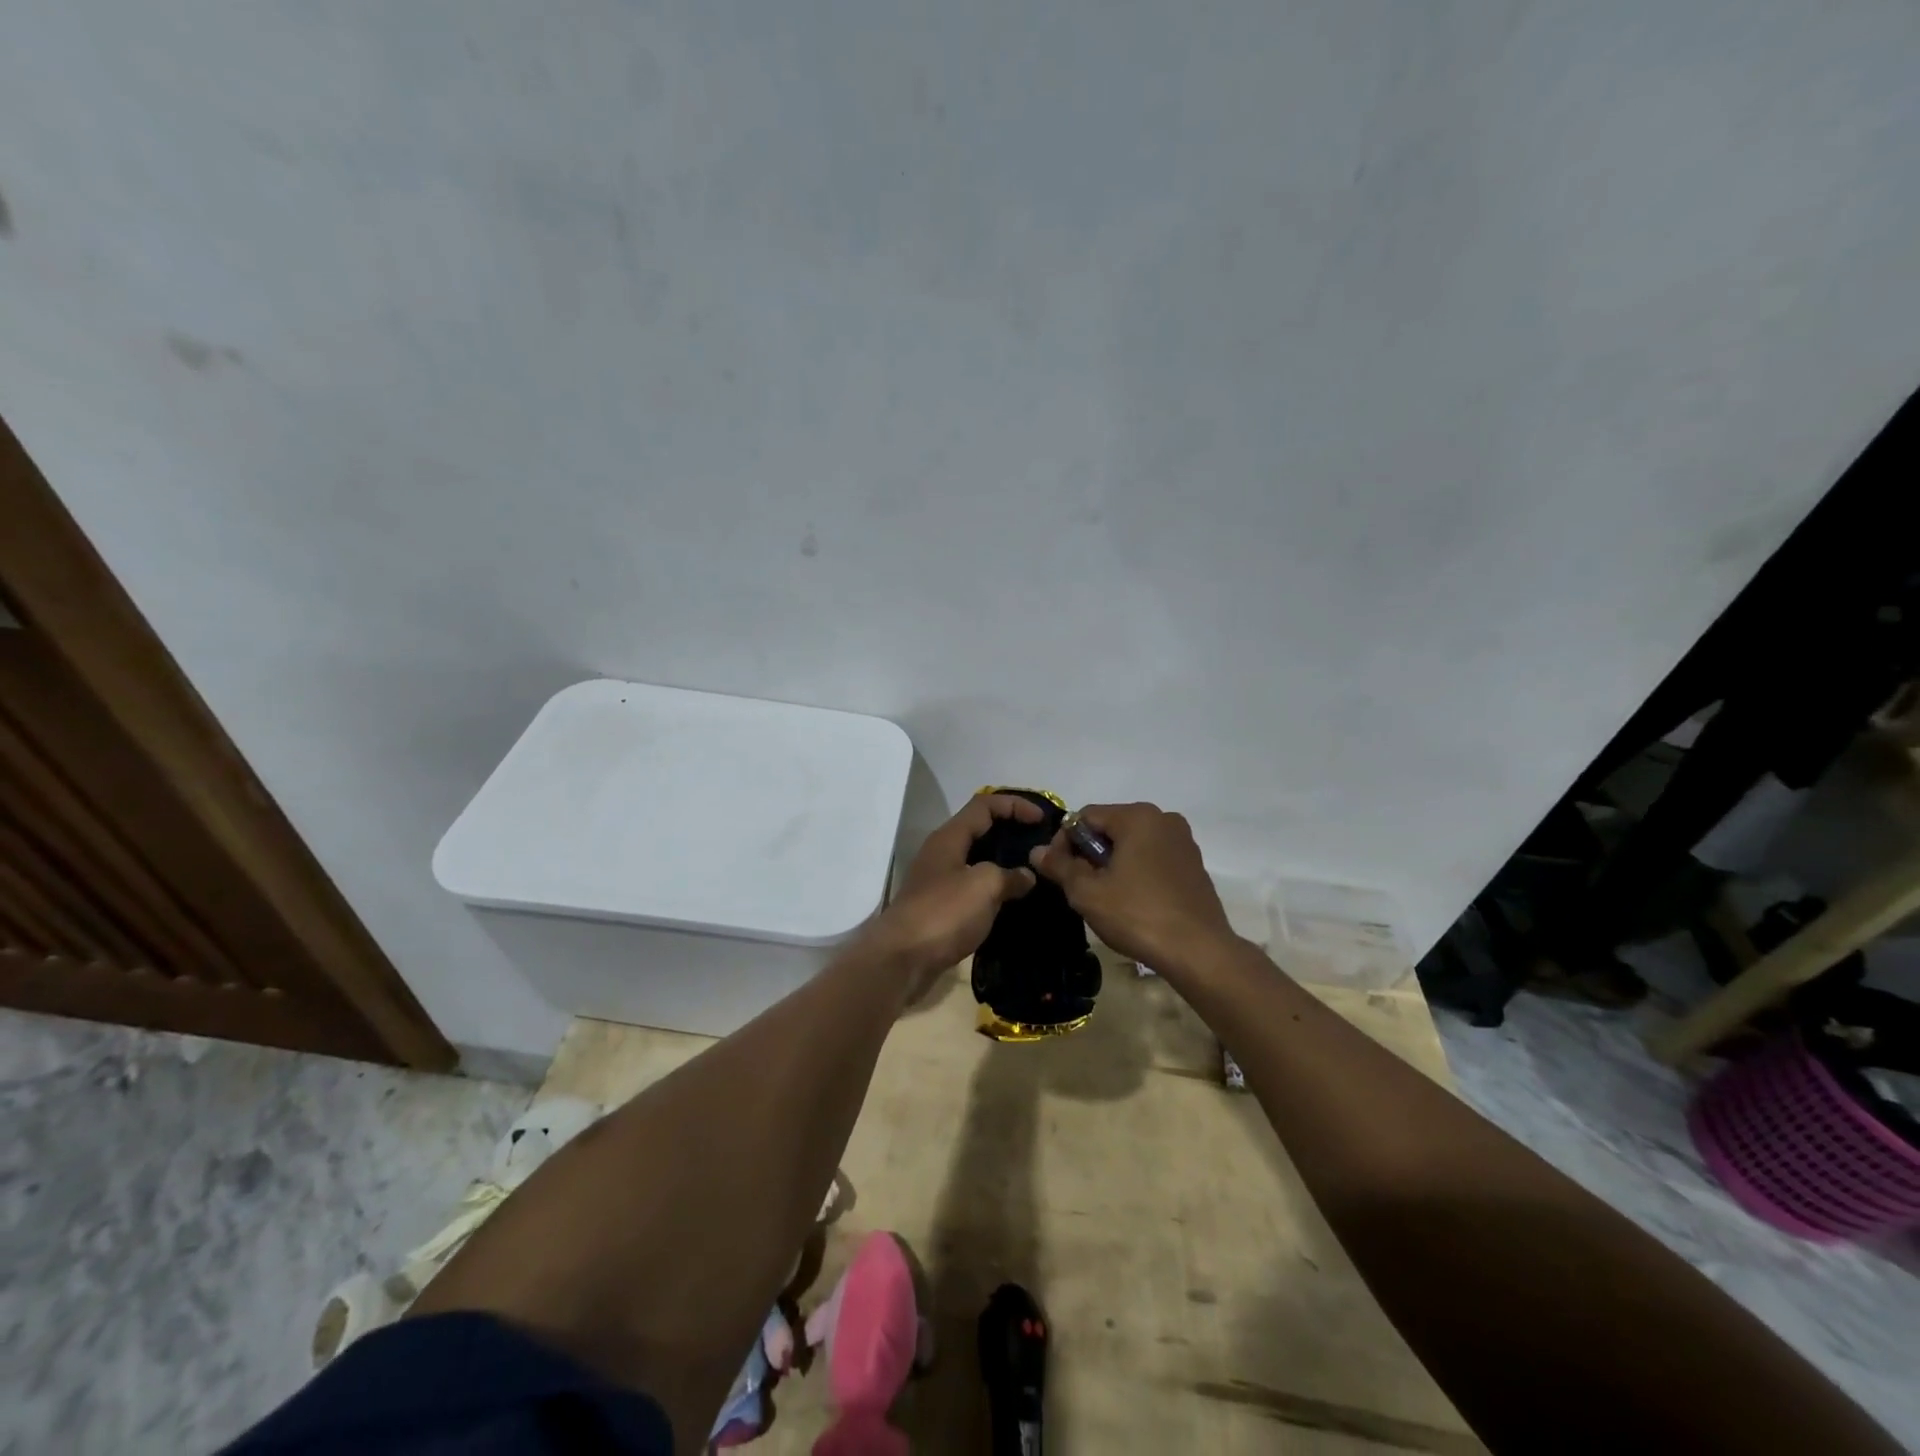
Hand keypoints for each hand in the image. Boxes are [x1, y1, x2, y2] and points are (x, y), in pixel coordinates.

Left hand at [861, 793, 1039, 999]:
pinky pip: (972, 887)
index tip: (1042, 820)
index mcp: (949, 837)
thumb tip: (1026, 876)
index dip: (1015, 805)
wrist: (902, 959)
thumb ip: (1009, 875)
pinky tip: (1012, 902)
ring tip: (1032, 873)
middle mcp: (942, 853)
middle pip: (980, 830)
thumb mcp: (984, 886)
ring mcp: (938, 880)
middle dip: (1010, 832)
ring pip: (976, 860)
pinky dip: (993, 889)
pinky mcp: (939, 907)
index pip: (984, 805)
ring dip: (1003, 863)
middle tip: (1040, 845)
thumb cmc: (943, 913)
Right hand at [1029, 802, 1237, 974]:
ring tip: (1104, 896)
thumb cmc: (1137, 915)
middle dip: (1089, 853)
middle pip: (1110, 828)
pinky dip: (1136, 871)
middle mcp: (1163, 819)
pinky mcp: (1194, 865)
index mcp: (1137, 816)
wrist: (1199, 951)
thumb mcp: (1087, 892)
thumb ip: (1060, 866)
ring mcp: (1183, 841)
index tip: (1058, 872)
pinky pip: (1153, 858)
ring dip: (1112, 863)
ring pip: (1132, 844)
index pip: (1085, 817)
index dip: (1064, 842)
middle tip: (1078, 887)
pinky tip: (1132, 902)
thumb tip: (1037, 851)